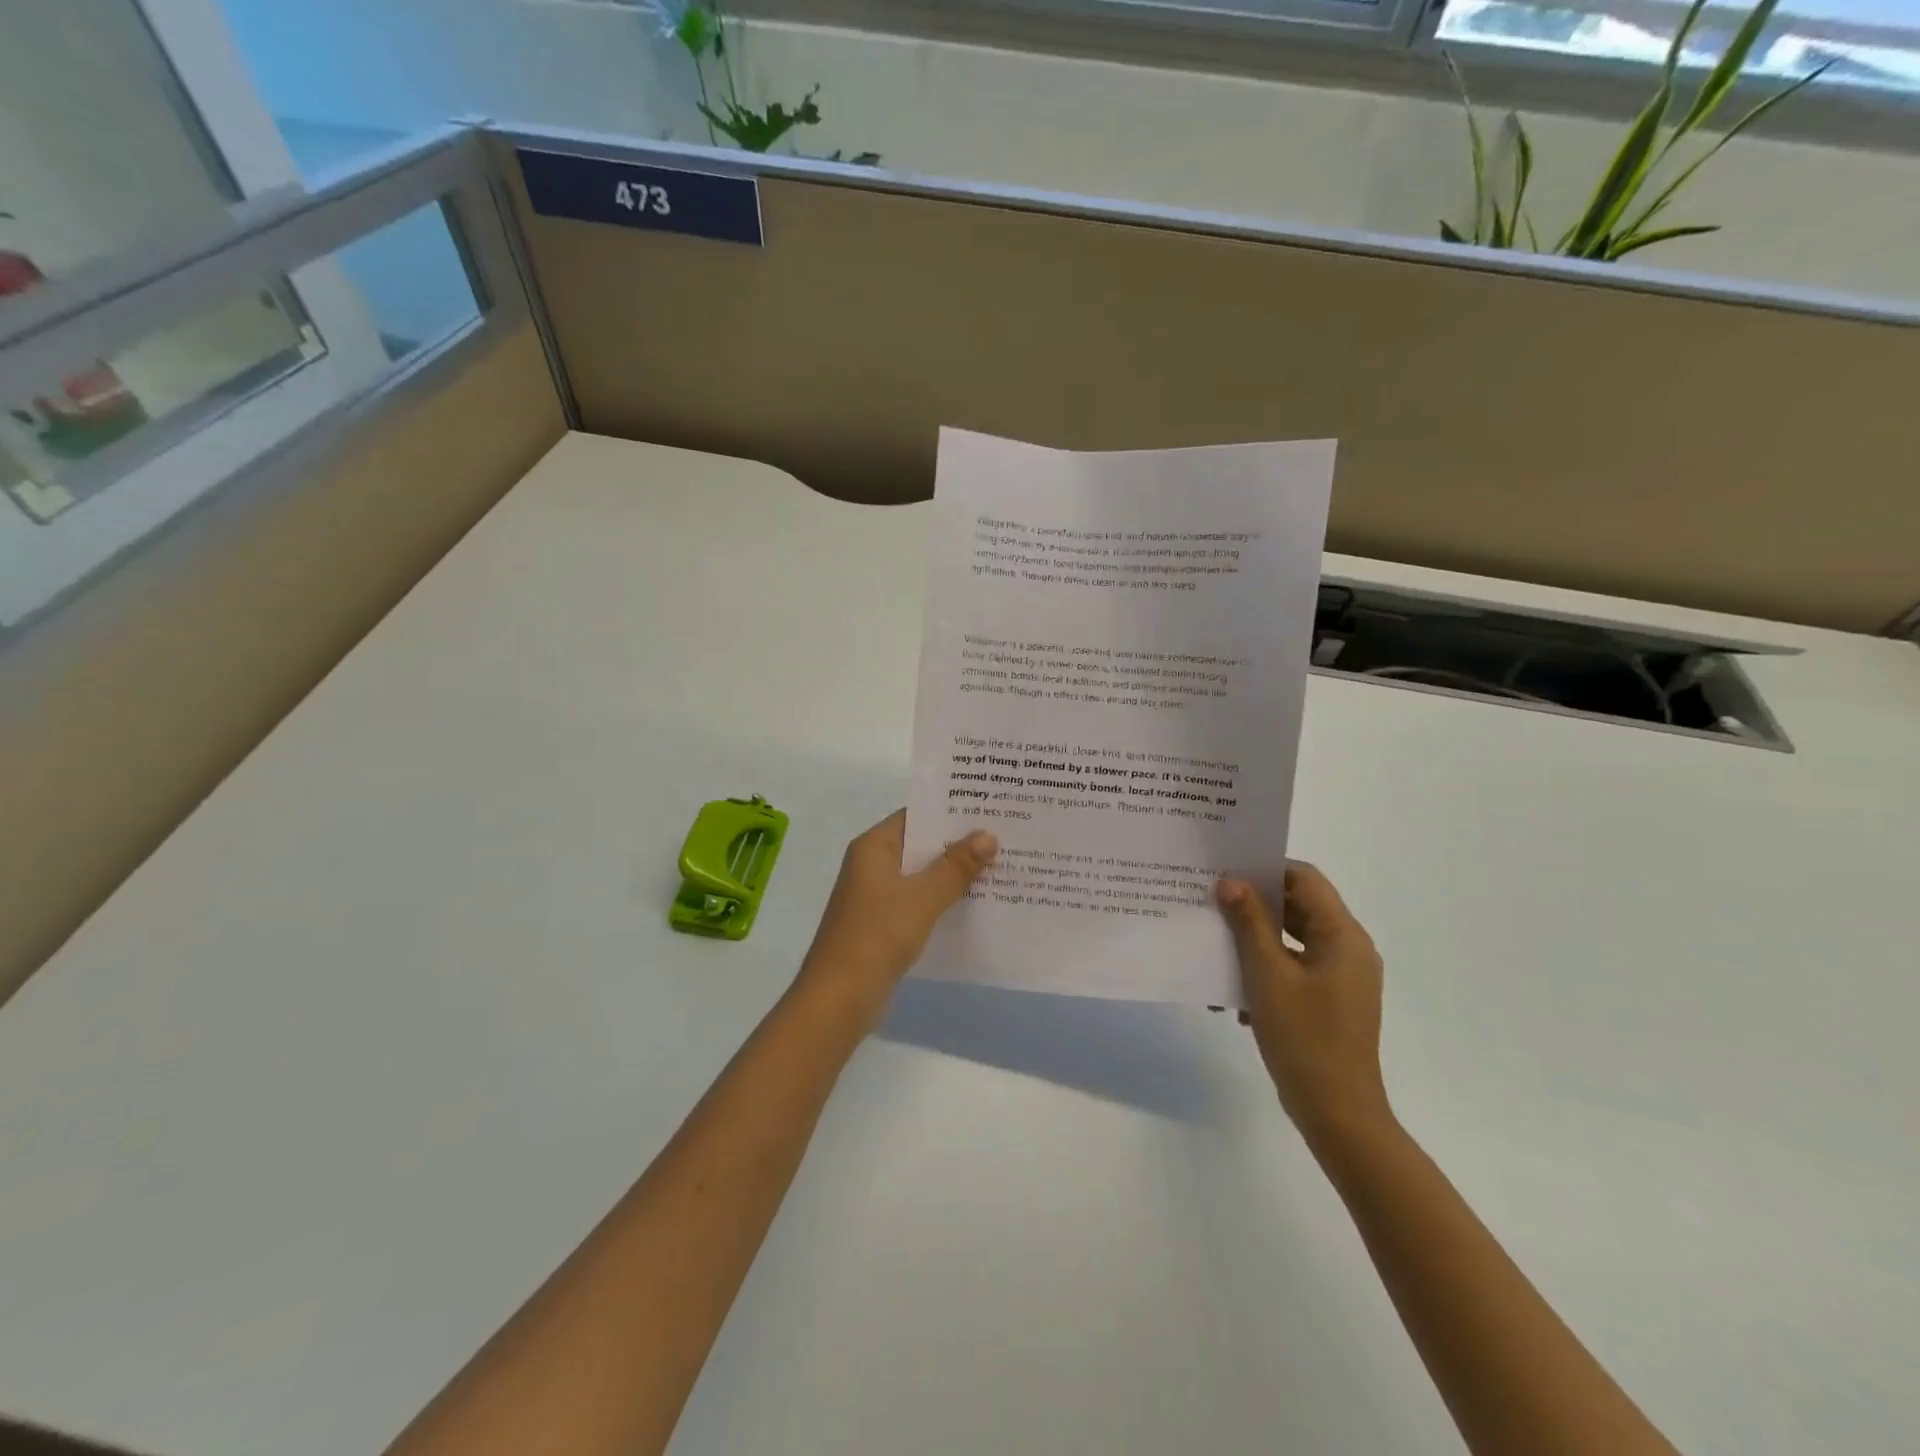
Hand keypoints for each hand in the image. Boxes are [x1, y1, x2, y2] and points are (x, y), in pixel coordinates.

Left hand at [798, 811, 996, 1018]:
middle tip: (1004, 837)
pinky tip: (975, 904)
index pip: (916, 816)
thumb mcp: (923, 897)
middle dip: (958, 844)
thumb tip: (988, 836)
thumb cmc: (878, 935)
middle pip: (920, 845)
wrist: (839, 998)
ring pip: (921, 876)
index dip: (950, 812)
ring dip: (953, 874)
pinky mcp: (883, 924)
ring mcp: (876, 897)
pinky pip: (918, 902)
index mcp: (873, 847)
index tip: (988, 810)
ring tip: (999, 867)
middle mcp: (872, 865)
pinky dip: (942, 900)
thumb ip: (956, 866)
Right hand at [1216, 863, 1390, 1146]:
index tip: (1225, 874)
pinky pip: (1295, 969)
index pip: (1304, 878)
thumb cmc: (1304, 1037)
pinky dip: (1266, 972)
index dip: (1265, 869)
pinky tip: (1235, 996)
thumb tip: (1230, 881)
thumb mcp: (1267, 974)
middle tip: (1210, 905)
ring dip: (1254, 942)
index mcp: (1342, 935)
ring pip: (1293, 940)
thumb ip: (1249, 923)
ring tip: (1215, 950)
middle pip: (1298, 907)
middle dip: (1253, 907)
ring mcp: (1342, 978)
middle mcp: (1349, 949)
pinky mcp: (1332, 1002)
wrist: (1337, 1113)